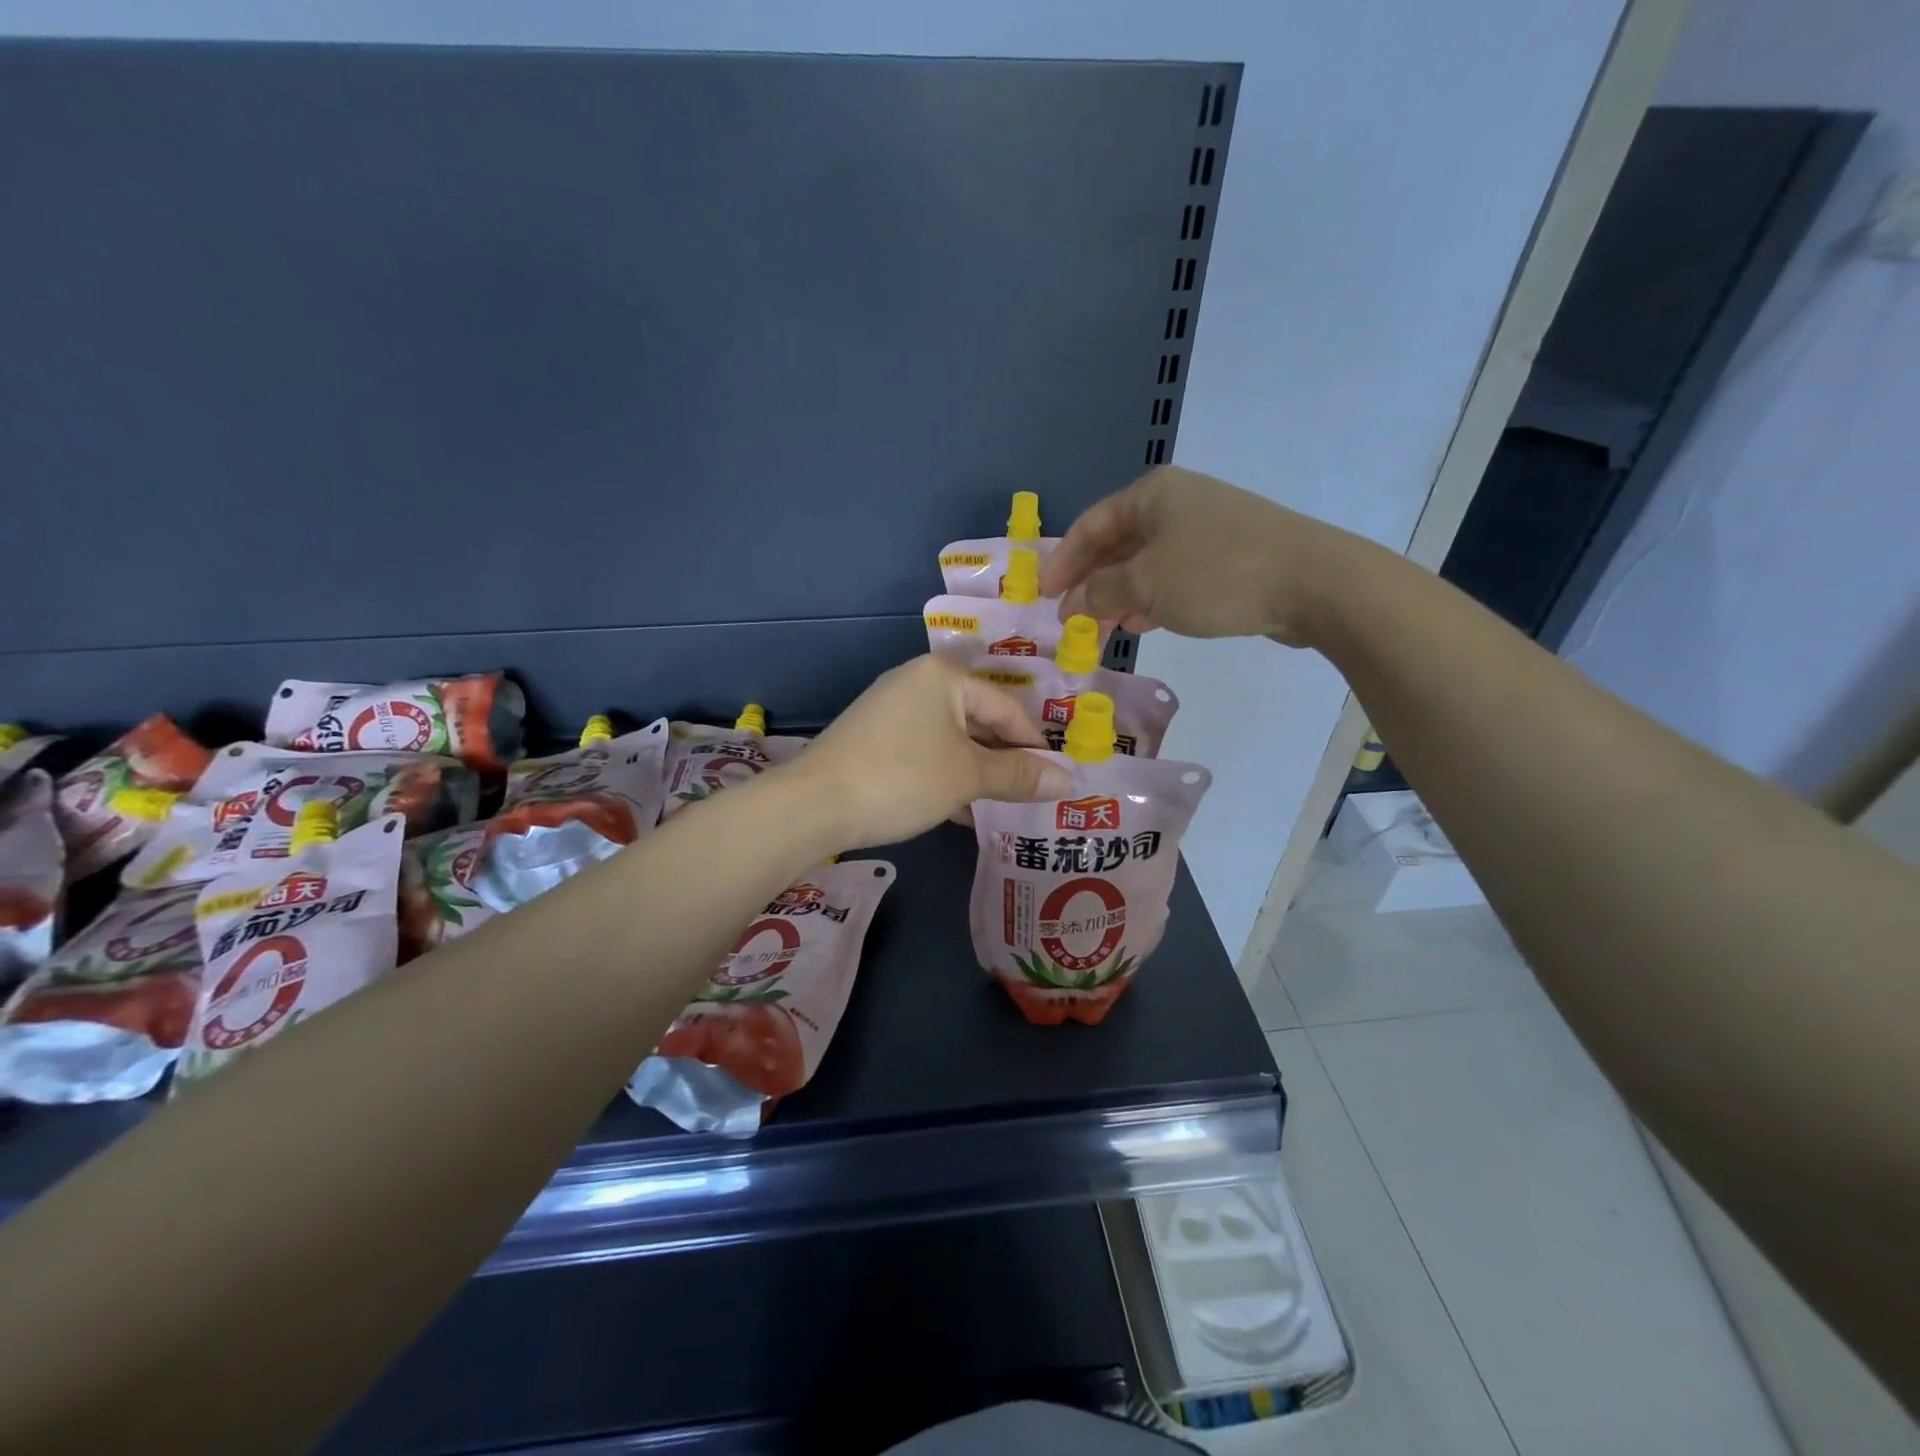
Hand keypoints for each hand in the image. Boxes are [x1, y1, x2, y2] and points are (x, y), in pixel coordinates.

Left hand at [792, 656, 1072, 850]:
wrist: (813, 805)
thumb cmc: (902, 778)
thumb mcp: (968, 776)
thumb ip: (1018, 775)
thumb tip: (1069, 780)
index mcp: (943, 676)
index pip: (1007, 707)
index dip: (1034, 745)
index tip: (1055, 779)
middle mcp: (917, 682)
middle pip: (978, 720)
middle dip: (1005, 760)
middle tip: (1033, 794)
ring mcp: (891, 711)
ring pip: (952, 740)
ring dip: (977, 773)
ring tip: (1004, 806)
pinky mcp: (874, 739)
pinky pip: (925, 752)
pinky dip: (947, 776)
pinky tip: (962, 810)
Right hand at [1040, 465, 1354, 647]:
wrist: (1313, 582)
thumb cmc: (1216, 574)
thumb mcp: (1146, 584)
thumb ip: (1102, 592)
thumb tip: (1075, 602)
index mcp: (1151, 495)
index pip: (1090, 525)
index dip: (1063, 561)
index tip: (1044, 596)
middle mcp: (1176, 503)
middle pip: (1117, 544)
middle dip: (1091, 583)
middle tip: (1071, 619)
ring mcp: (1206, 528)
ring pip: (1146, 563)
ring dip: (1120, 595)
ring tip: (1102, 629)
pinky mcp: (1229, 556)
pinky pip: (1174, 575)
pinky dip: (1152, 598)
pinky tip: (1142, 623)